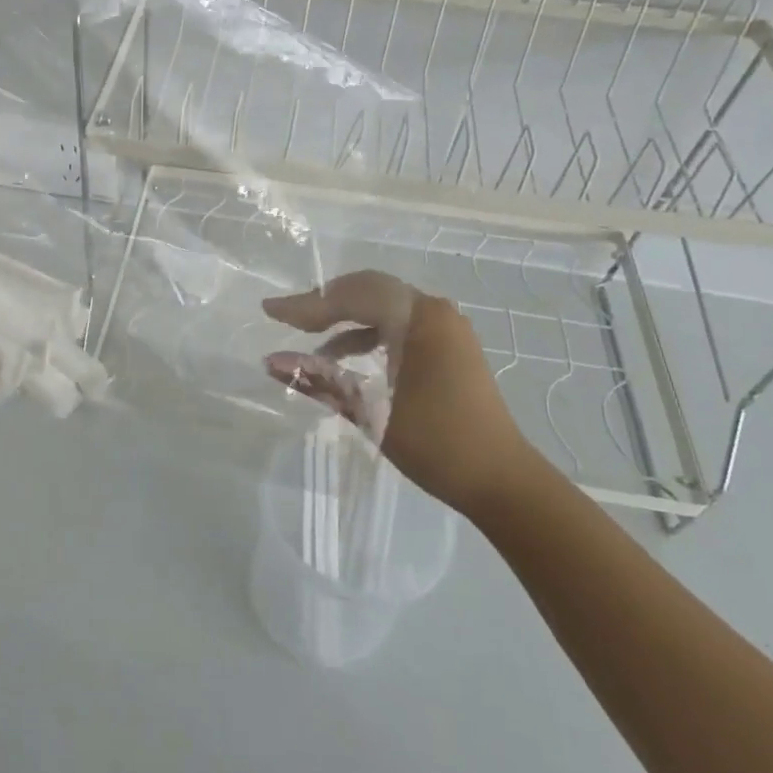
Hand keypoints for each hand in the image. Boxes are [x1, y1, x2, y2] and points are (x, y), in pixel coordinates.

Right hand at [263, 271, 545, 514]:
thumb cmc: (435, 442)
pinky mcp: (450, 347)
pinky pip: (400, 325)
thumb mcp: (370, 410)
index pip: (351, 296)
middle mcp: (435, 311)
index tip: (271, 311)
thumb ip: (319, 379)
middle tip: (289, 318)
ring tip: (310, 341)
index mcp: (418, 318)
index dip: (307, 304)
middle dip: (325, 304)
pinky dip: (369, 334)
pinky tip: (345, 358)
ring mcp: (447, 328)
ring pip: (384, 307)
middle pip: (368, 291)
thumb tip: (271, 362)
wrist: (501, 481)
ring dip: (346, 320)